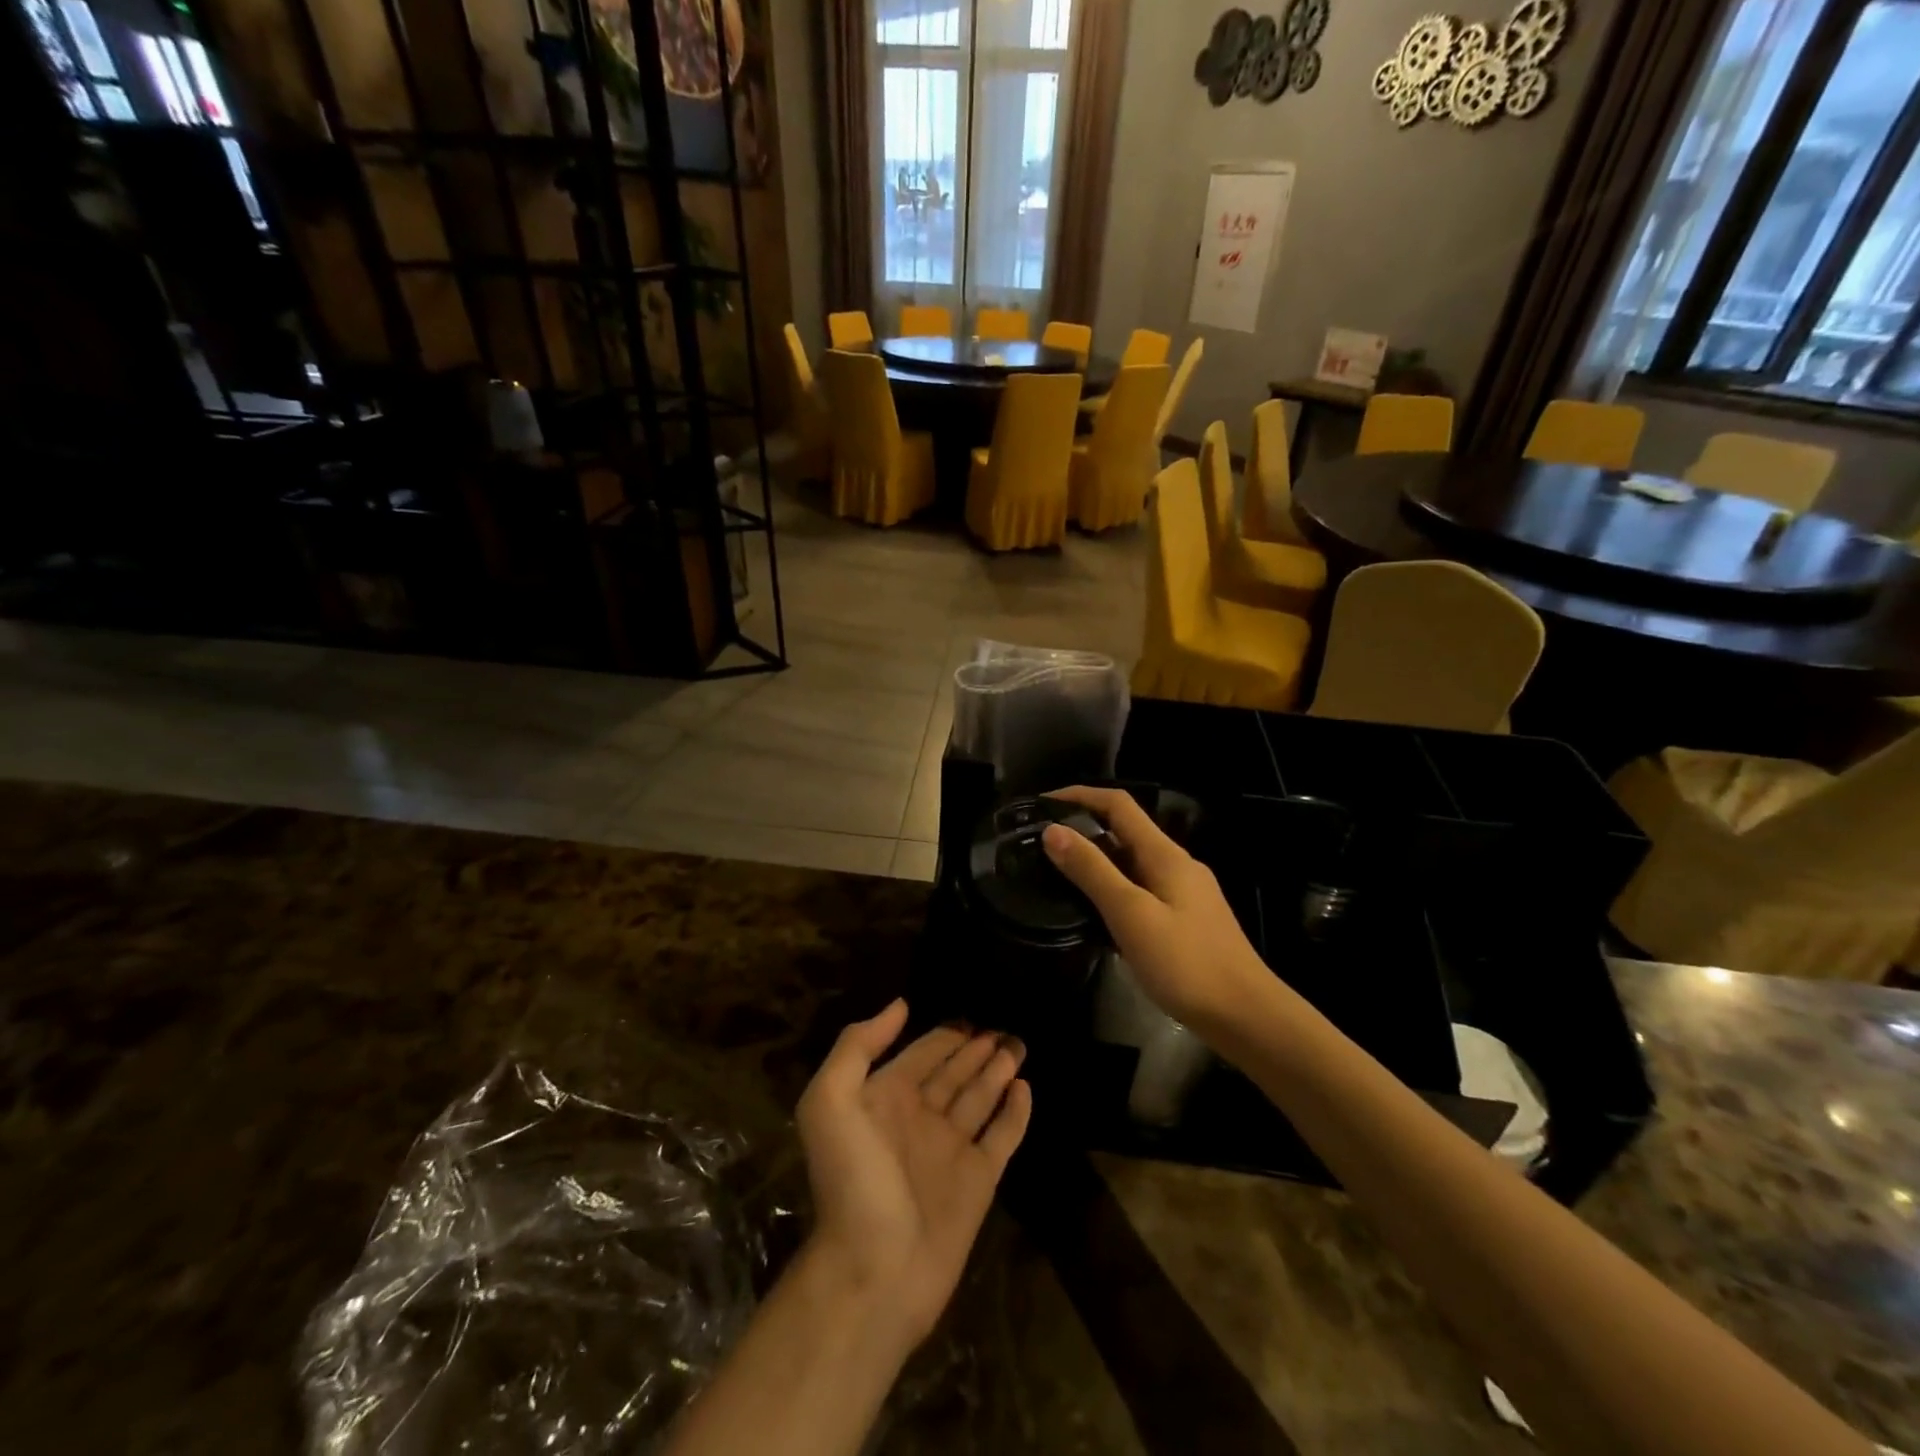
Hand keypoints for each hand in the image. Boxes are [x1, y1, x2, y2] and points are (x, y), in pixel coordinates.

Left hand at [795, 1000, 1030, 1349]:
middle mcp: (920, 1119)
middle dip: (976, 1048)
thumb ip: (858, 1047)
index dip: (943, 1034)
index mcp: (886, 1099)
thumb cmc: (852, 1180)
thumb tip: (900, 1005)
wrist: (874, 1272)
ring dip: (998, 1071)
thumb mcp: (831, 1102)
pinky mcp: (979, 1181)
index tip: (970, 1013)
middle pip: (954, 1072)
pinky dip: (1015, 1112)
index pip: (921, 1054)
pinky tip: (1026, 1087)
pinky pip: (1002, 1136)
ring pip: (980, 1098)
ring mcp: (951, 1150)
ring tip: (1018, 1044)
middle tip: (1004, 1026)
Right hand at [1041, 786, 1271, 1030]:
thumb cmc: (1186, 963)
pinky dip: (1112, 887)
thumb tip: (1053, 830)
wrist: (1246, 1016)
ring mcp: (1184, 892)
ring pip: (1132, 862)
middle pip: (1125, 830)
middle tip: (1041, 842)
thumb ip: (1092, 871)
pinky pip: (1140, 888)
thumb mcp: (1131, 914)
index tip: (1042, 803)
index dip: (1080, 795)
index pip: (1119, 805)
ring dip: (1096, 859)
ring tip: (1058, 873)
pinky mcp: (1185, 919)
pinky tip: (1094, 911)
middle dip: (1083, 827)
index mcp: (1165, 854)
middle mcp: (1176, 864)